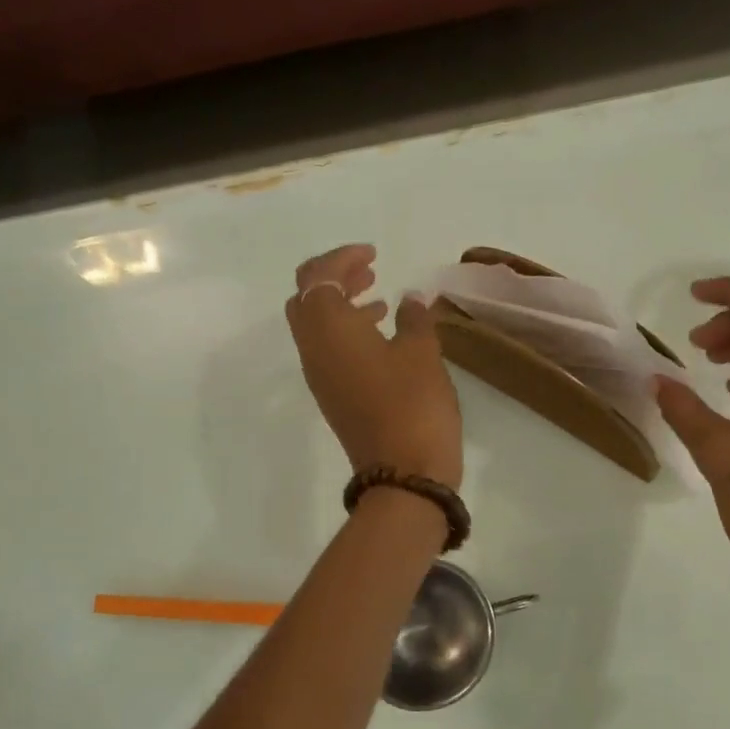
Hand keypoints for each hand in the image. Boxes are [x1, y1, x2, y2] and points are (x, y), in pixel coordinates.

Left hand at [286, 245, 462, 488]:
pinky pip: (328, 350)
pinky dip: (347, 331)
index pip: (318, 277)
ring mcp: (319, 376)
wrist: (403, 474)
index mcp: (329, 329)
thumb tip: (409, 300)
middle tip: (369, 270)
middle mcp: (313, 349)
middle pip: (307, 300)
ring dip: (340, 305)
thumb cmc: (413, 404)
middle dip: (333, 278)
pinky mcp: (333, 397)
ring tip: (379, 297)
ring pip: (315, 326)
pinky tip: (382, 336)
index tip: (373, 254)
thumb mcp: (422, 352)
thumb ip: (414, 318)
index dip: (341, 258)